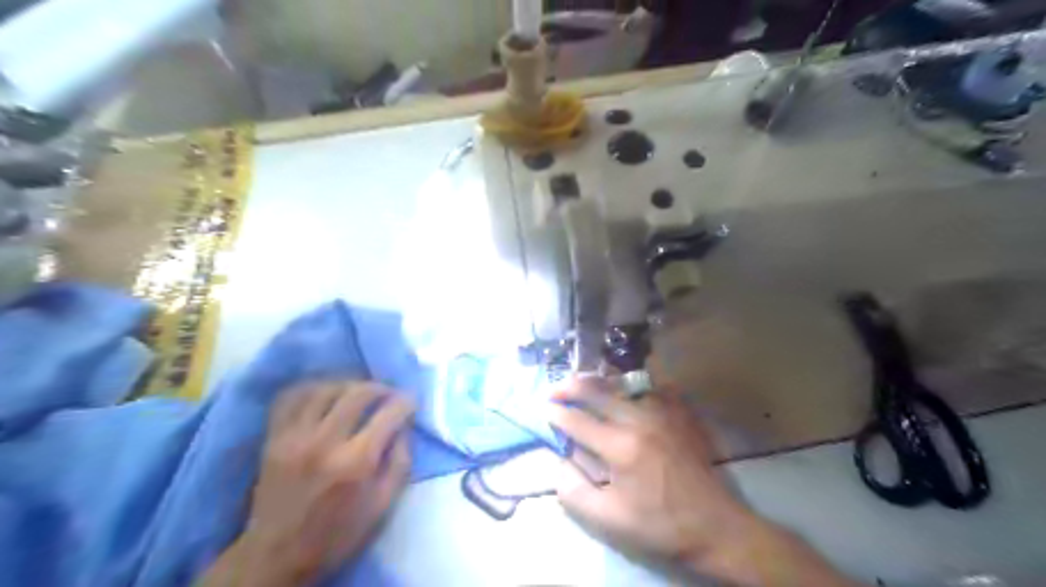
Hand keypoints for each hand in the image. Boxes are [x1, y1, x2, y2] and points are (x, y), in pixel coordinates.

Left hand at [203, 381, 414, 586]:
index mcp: (356, 462)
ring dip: (349, 384)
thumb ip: (400, 461)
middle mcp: (325, 442)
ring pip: (326, 388)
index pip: (389, 413)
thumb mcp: (383, 505)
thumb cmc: (337, 534)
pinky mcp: (273, 438)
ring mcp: (294, 436)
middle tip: (389, 395)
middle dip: (381, 388)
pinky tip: (325, 393)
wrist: (275, 556)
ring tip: (359, 393)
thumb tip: (404, 426)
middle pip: (358, 392)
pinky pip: (292, 397)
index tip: (411, 402)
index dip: (406, 402)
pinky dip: (312, 387)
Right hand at [550, 376, 747, 567]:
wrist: (715, 526)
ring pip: (623, 385)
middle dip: (570, 387)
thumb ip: (575, 492)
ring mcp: (663, 412)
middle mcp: (640, 419)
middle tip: (554, 390)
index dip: (557, 413)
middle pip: (598, 391)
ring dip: (598, 383)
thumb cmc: (660, 525)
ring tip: (583, 386)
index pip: (579, 421)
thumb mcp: (609, 521)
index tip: (542, 409)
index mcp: (621, 447)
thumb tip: (559, 463)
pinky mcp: (679, 413)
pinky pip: (651, 388)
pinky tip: (625, 393)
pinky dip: (632, 387)